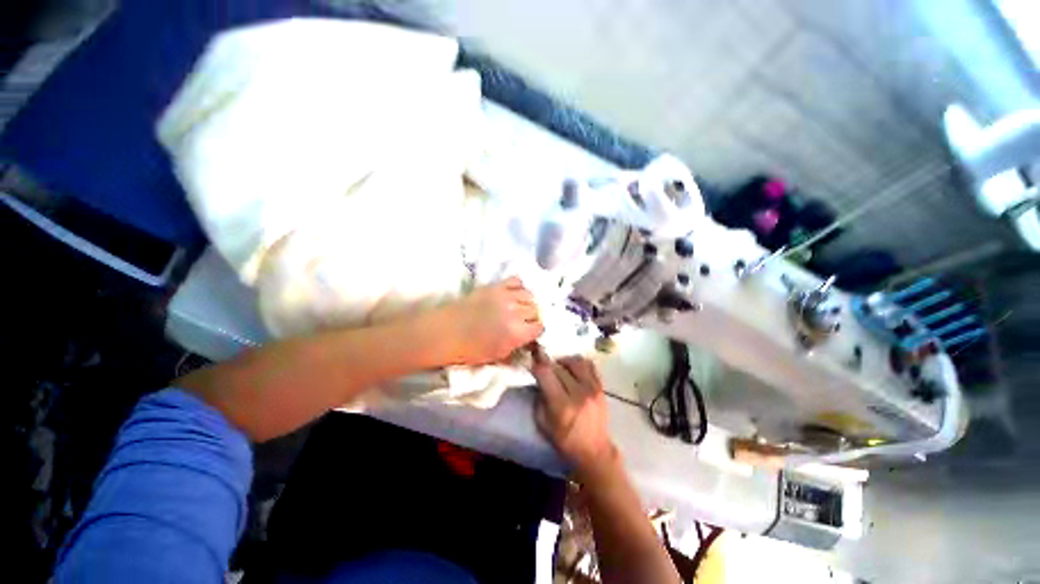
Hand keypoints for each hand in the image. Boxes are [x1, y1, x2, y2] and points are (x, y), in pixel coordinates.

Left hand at [435, 277, 543, 365]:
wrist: (445, 332)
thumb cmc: (469, 350)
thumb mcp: (497, 357)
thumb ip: (516, 349)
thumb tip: (529, 343)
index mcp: (517, 333)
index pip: (540, 327)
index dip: (536, 330)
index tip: (530, 332)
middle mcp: (515, 312)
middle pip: (536, 310)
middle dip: (532, 316)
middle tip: (524, 320)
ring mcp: (506, 296)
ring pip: (529, 294)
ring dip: (527, 301)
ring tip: (519, 306)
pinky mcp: (495, 286)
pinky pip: (516, 280)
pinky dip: (518, 287)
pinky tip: (513, 294)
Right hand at [529, 346, 616, 478]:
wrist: (594, 450)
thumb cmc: (565, 439)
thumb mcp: (543, 424)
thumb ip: (539, 399)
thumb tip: (538, 378)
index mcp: (562, 406)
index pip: (546, 374)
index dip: (537, 364)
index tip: (532, 361)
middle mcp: (578, 393)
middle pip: (559, 366)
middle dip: (548, 363)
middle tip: (543, 364)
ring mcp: (592, 389)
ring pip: (575, 361)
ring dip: (563, 361)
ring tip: (559, 367)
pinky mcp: (601, 387)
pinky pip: (589, 365)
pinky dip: (579, 363)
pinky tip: (573, 369)